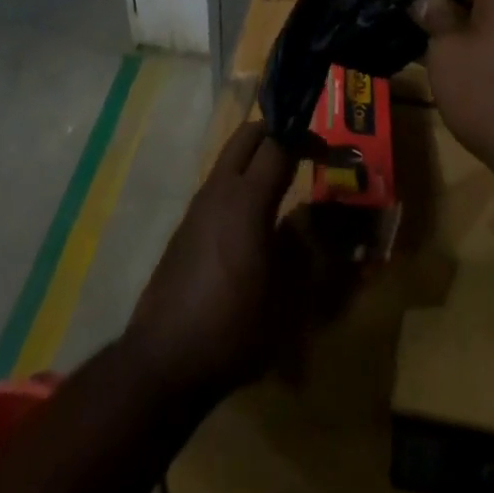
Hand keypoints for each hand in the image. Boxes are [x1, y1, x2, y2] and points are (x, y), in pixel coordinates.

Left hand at [122, 121, 305, 398]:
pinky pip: (219, 184)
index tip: (327, 152)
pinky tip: (253, 219)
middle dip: (276, 133)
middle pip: (247, 135)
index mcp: (247, 199)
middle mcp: (220, 190)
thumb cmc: (233, 327)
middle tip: (303, 151)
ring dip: (256, 156)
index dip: (305, 140)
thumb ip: (302, 248)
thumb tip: (310, 217)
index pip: (278, 145)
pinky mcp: (187, 225)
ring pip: (230, 156)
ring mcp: (199, 205)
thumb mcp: (286, 297)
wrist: (165, 359)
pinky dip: (240, 181)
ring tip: (282, 182)